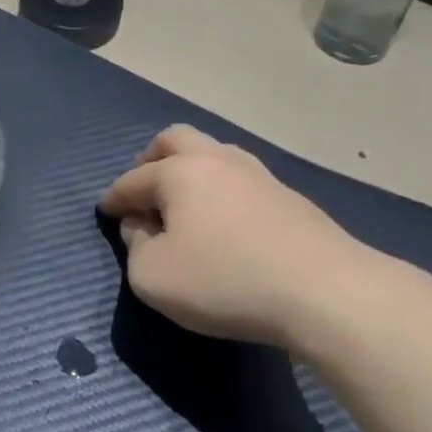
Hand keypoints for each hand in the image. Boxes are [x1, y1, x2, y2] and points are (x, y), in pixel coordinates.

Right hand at [98, 125, 389, 354]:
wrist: (325, 292)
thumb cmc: (225, 280)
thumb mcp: (153, 278)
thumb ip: (135, 249)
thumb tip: (142, 229)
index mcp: (179, 172)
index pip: (133, 180)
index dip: (114, 197)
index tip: (106, 210)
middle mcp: (216, 160)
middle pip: (175, 140)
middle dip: (151, 159)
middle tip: (143, 187)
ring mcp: (258, 174)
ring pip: (213, 154)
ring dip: (190, 171)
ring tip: (184, 203)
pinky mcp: (289, 197)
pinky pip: (240, 180)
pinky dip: (220, 191)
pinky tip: (224, 220)